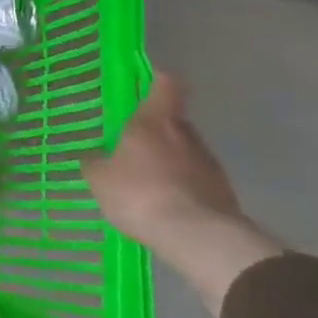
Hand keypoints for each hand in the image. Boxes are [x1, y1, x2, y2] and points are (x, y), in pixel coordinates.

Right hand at [81, 75, 282, 316]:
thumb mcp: (100, 178)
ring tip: (150, 184)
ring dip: (171, 162)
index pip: (165, 85)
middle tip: (135, 147)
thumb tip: (94, 156)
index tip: (148, 83)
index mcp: (154, 121)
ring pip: (186, 152)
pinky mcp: (224, 193)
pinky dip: (184, 188)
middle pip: (174, 121)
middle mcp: (186, 134)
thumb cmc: (140, 193)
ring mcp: (210, 164)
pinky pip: (197, 181)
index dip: (157, 80)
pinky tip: (167, 207)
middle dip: (157, 131)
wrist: (197, 237)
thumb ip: (95, 162)